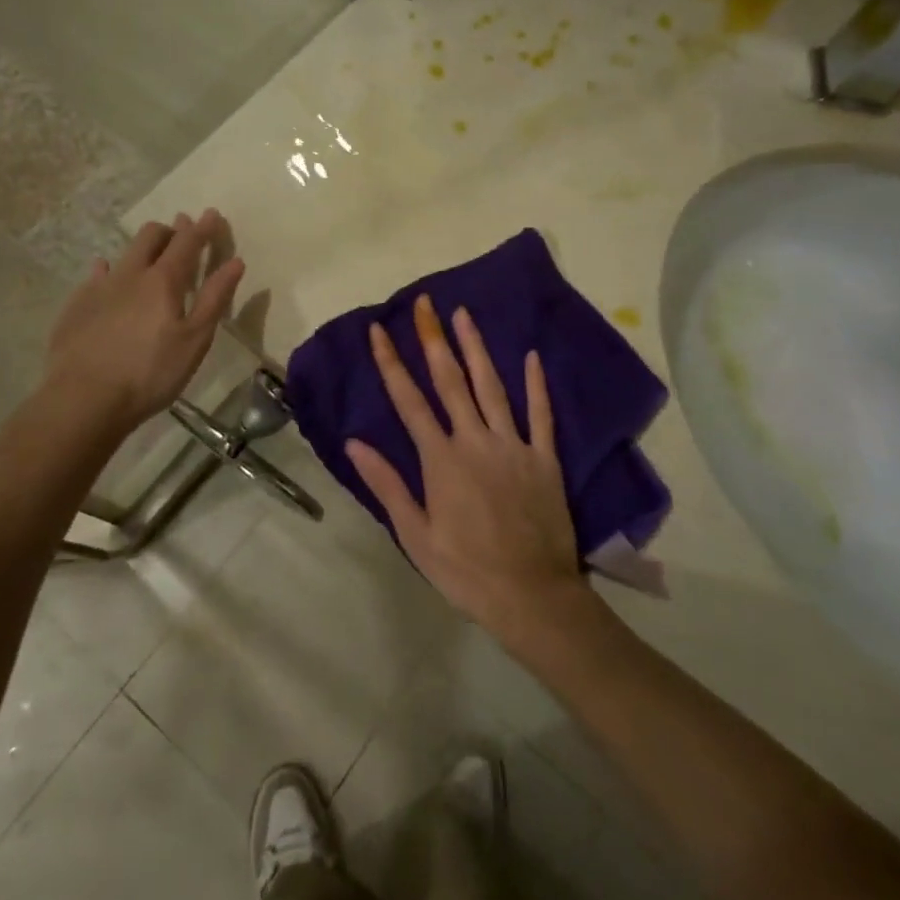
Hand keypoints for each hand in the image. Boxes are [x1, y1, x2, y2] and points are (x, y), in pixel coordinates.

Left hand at [45, 210, 244, 427]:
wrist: (84, 398)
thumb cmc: (150, 373)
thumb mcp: (194, 340)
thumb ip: (215, 298)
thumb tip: (235, 262)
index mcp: (163, 280)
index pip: (188, 242)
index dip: (203, 227)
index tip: (213, 214)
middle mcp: (130, 273)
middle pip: (151, 236)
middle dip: (170, 229)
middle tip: (182, 235)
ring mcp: (99, 287)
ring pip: (124, 252)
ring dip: (142, 248)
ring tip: (150, 255)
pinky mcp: (76, 304)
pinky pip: (97, 275)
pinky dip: (110, 270)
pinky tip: (107, 276)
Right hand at [345, 295, 587, 641]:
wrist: (532, 596)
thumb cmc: (465, 569)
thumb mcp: (415, 535)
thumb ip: (387, 484)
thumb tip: (355, 442)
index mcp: (441, 459)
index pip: (409, 400)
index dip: (392, 362)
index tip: (379, 330)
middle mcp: (475, 440)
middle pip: (450, 380)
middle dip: (434, 338)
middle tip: (425, 303)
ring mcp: (513, 445)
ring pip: (492, 386)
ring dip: (476, 348)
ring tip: (464, 314)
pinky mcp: (544, 457)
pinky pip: (540, 414)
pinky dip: (536, 384)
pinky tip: (531, 356)